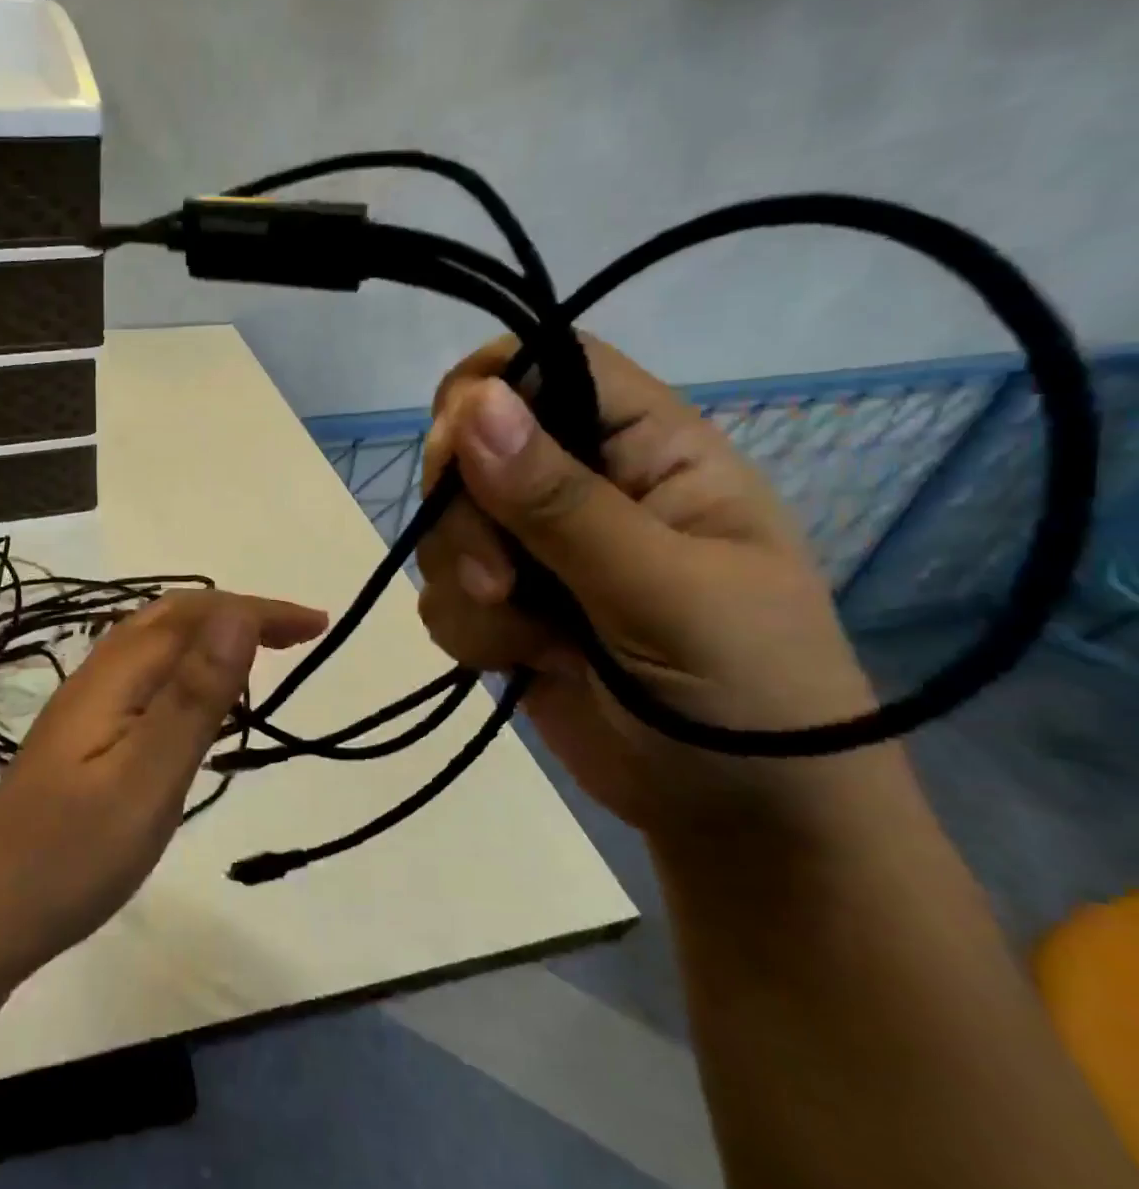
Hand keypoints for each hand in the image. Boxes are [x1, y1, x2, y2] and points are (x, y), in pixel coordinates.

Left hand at [0, 590, 327, 983]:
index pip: (196, 615)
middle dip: (238, 615)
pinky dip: (188, 672)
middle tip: (297, 637)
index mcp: (116, 675)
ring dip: (211, 639)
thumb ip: (194, 696)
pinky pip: (146, 679)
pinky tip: (199, 709)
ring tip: (259, 662)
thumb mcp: (148, 776)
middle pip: (172, 618)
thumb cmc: (71, 852)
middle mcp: (98, 677)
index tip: (317, 626)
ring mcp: (86, 708)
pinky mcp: (83, 739)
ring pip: (156, 647)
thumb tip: (237, 615)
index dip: (259, 612)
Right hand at [416, 335, 891, 836]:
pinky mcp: (507, 609)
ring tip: (528, 638)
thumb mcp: (662, 589)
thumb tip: (473, 402)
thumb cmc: (746, 692)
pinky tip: (520, 662)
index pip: (548, 366)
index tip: (456, 457)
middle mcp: (584, 487)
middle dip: (466, 519)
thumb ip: (560, 501)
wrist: (741, 822)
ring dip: (468, 586)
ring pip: (445, 529)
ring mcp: (539, 552)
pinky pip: (442, 593)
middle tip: (502, 582)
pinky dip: (468, 631)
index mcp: (648, 450)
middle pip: (470, 450)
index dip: (485, 393)